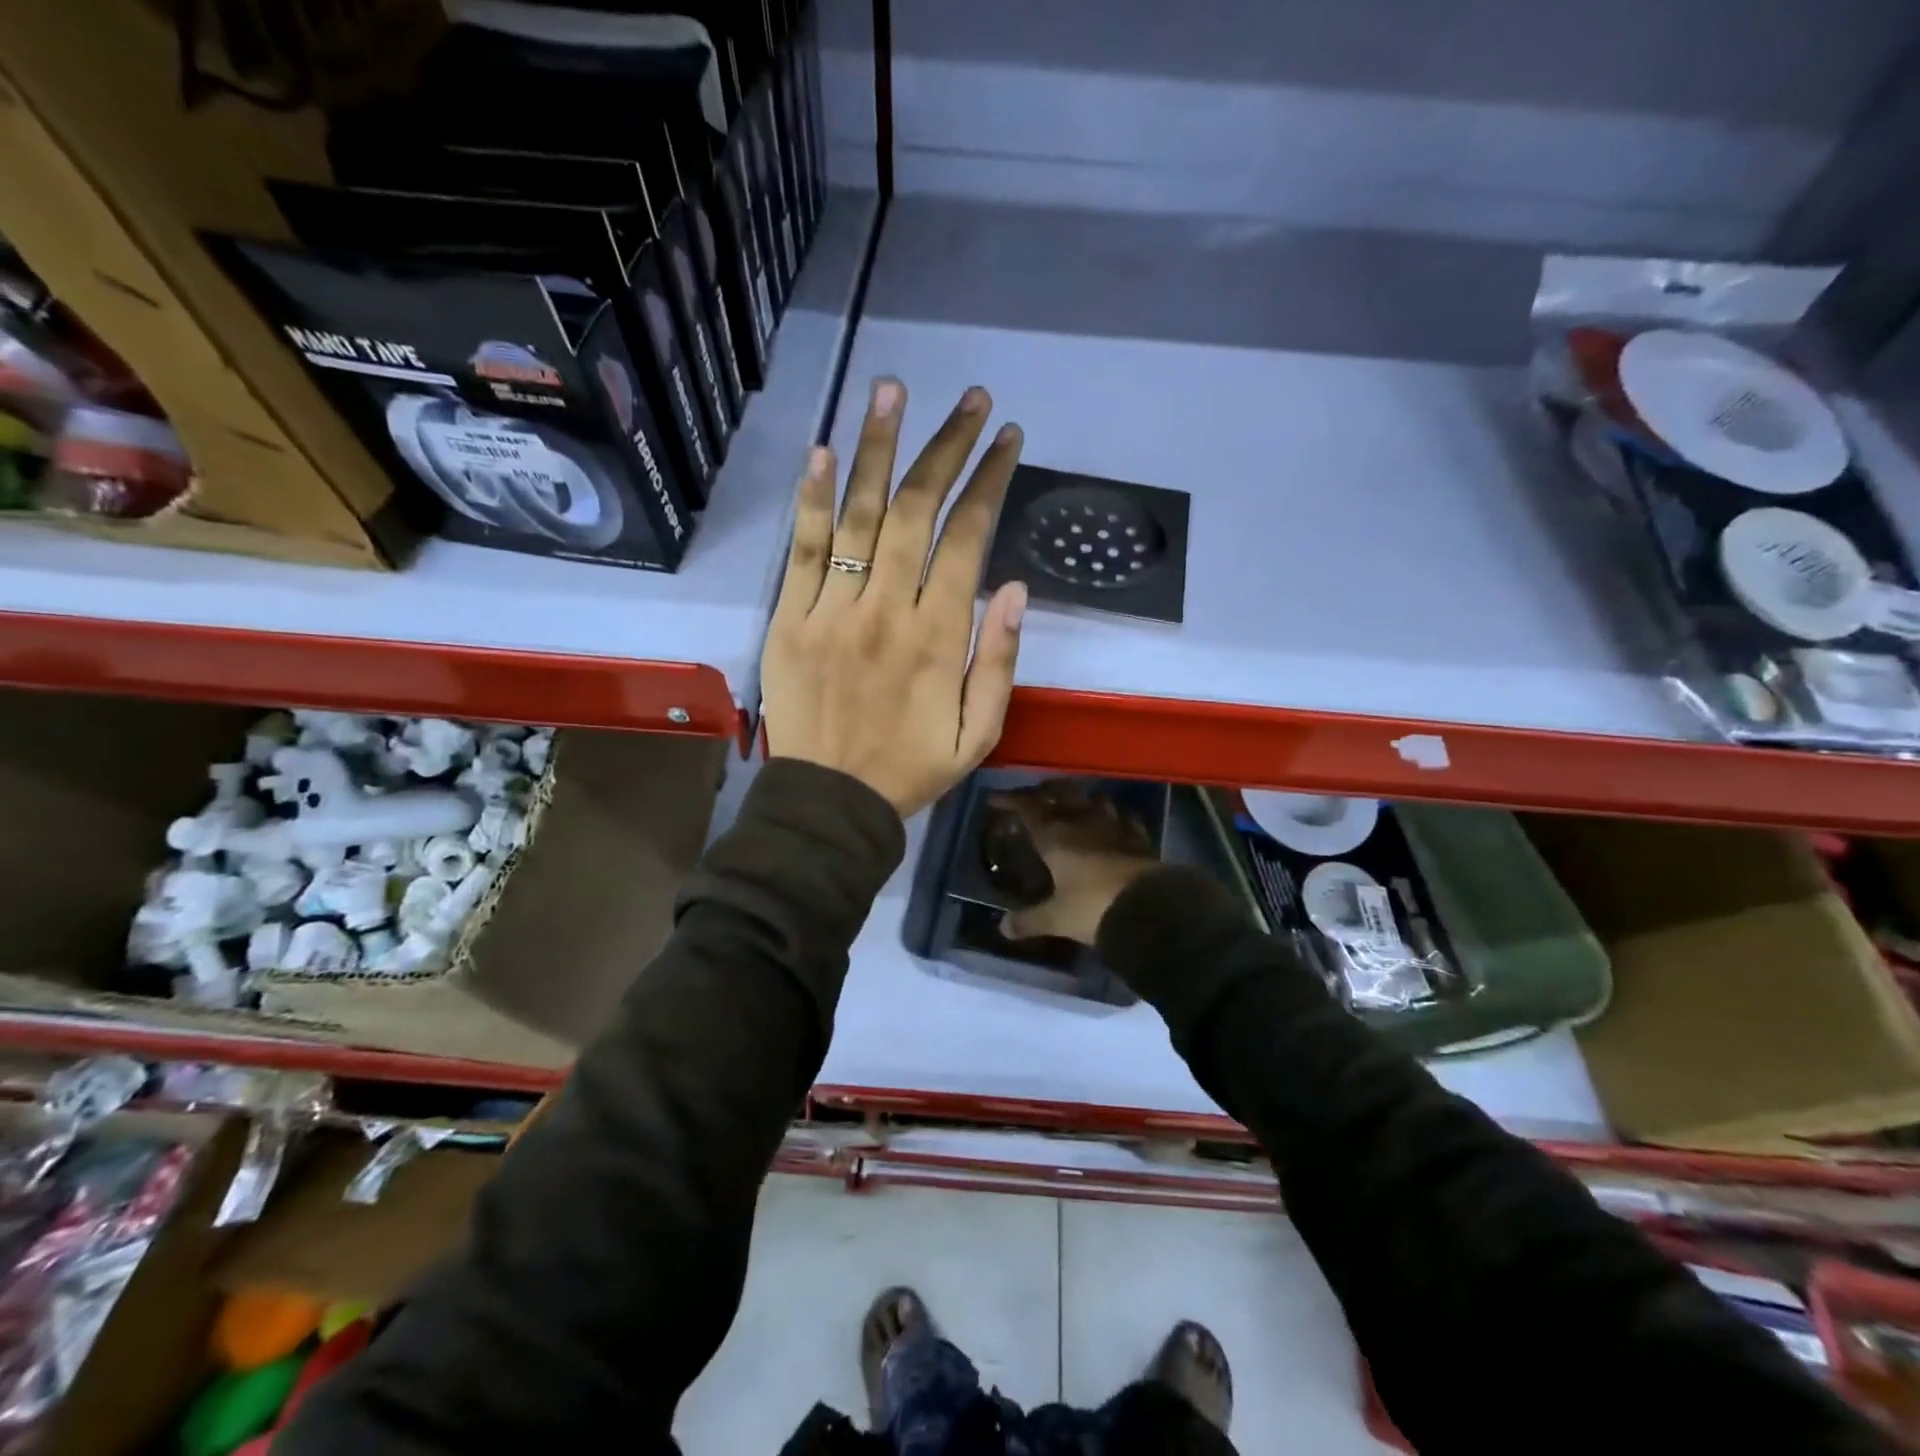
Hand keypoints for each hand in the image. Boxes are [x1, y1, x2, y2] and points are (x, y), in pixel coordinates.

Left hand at [761, 378, 1028, 817]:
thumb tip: (1012, 587)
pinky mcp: (790, 619)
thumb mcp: (979, 734)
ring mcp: (832, 610)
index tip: (1006, 439)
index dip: (989, 480)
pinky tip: (821, 450)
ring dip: (877, 448)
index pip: (966, 538)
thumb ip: (998, 661)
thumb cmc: (911, 769)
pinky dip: (811, 499)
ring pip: (858, 515)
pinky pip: (802, 550)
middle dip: (946, 446)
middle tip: (969, 398)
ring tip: (892, 389)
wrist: (830, 803)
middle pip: (917, 510)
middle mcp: (886, 609)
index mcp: (937, 637)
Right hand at [992, 781, 1158, 945]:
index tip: (994, 798)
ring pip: (1095, 799)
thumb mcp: (1056, 918)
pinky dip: (1116, 815)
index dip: (1009, 800)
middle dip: (1046, 790)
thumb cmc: (1092, 908)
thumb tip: (1003, 928)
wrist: (1149, 910)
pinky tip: (1115, 820)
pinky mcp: (1139, 838)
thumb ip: (1028, 921)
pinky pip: (1126, 817)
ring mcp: (1115, 827)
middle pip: (1062, 792)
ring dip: (1082, 797)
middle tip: (1036, 795)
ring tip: (1074, 804)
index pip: (1027, 807)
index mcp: (1055, 836)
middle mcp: (1083, 822)